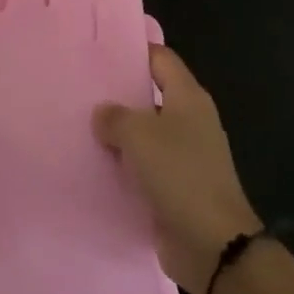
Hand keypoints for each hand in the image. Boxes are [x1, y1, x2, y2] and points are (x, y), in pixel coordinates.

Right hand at [92, 44, 262, 293]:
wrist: (212, 244)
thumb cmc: (179, 174)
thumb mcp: (139, 135)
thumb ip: (115, 117)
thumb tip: (103, 113)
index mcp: (188, 97)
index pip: (160, 58)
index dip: (134, 51)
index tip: (101, 50)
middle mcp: (189, 120)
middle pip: (150, 95)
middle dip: (119, 93)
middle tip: (81, 88)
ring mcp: (184, 155)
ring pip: (145, 133)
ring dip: (119, 133)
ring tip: (80, 125)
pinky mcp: (176, 187)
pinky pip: (145, 166)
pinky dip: (124, 165)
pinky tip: (95, 164)